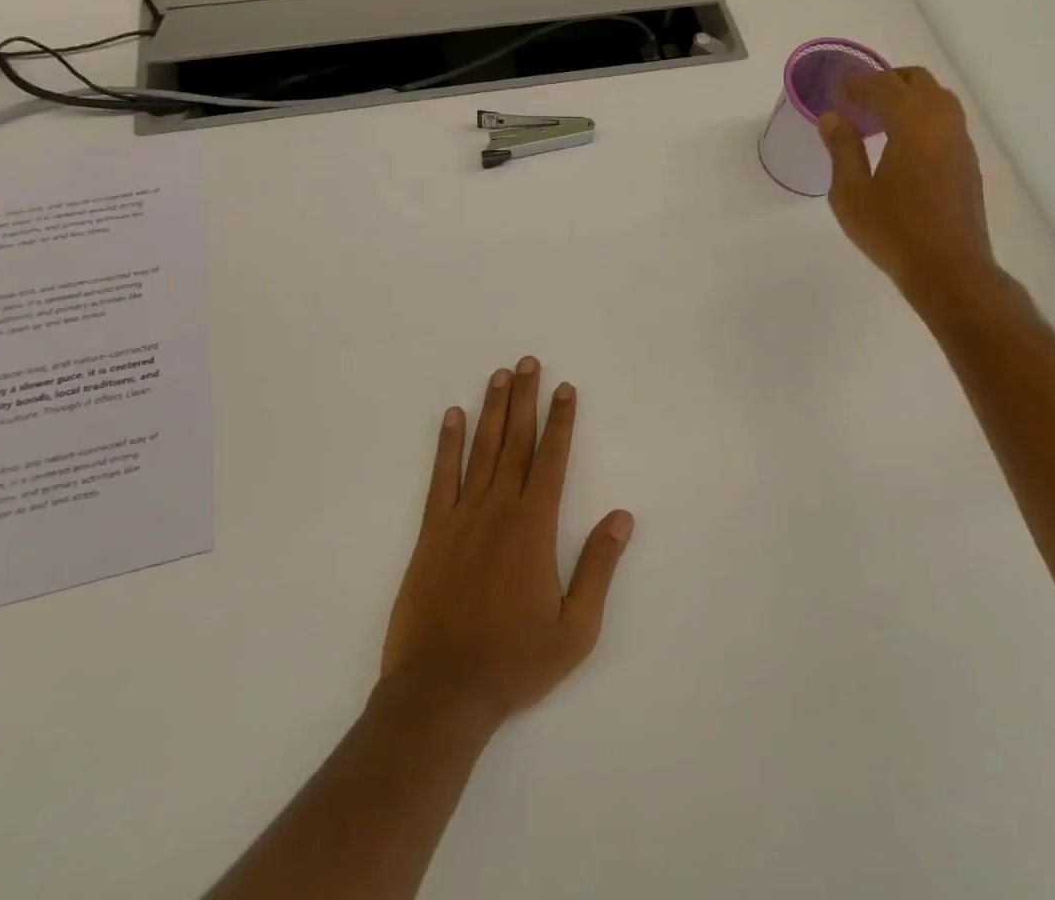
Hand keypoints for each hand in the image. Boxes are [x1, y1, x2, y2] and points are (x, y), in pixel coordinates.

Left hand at [382, 358, 633, 726]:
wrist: (441, 692)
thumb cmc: (514, 661)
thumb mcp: (574, 628)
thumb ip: (598, 567)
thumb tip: (622, 517)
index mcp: (534, 526)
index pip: (552, 459)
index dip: (561, 421)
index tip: (564, 388)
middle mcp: (499, 509)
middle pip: (516, 441)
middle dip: (525, 399)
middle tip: (528, 362)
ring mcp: (461, 516)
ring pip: (482, 449)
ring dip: (492, 409)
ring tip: (499, 375)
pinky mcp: (432, 531)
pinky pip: (442, 476)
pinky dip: (448, 443)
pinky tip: (453, 416)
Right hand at [820, 67, 996, 296]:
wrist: (948, 269)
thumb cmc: (893, 231)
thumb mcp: (851, 192)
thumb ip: (842, 148)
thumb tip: (833, 117)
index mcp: (913, 124)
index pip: (883, 85)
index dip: (856, 82)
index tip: (835, 90)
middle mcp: (942, 123)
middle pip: (917, 81)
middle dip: (885, 81)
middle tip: (856, 99)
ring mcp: (960, 143)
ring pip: (937, 98)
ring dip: (906, 97)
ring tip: (877, 119)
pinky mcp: (967, 163)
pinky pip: (945, 121)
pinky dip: (921, 116)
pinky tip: (900, 143)